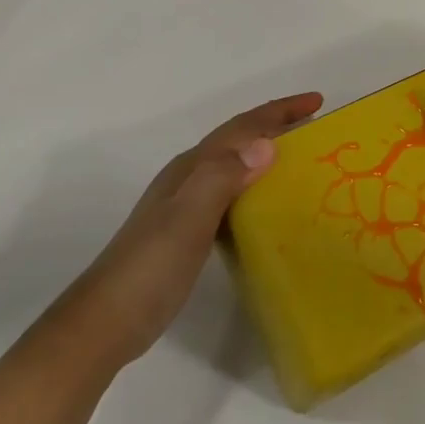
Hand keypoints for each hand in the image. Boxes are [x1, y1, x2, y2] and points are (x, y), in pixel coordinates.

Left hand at [82, 92, 321, 363]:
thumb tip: (266, 144)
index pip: (241, 128)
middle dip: (276, 126)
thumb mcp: (188, 218)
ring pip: (237, 167)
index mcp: (191, 169)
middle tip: (317, 128)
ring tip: (303, 162)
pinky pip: (234, 196)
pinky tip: (272, 207)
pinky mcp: (191, 233)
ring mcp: (188, 206)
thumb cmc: (150, 268)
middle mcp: (190, 179)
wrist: (107, 322)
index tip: (317, 101)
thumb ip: (222, 178)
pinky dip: (258, 189)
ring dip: (269, 156)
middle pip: (239, 140)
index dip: (279, 111)